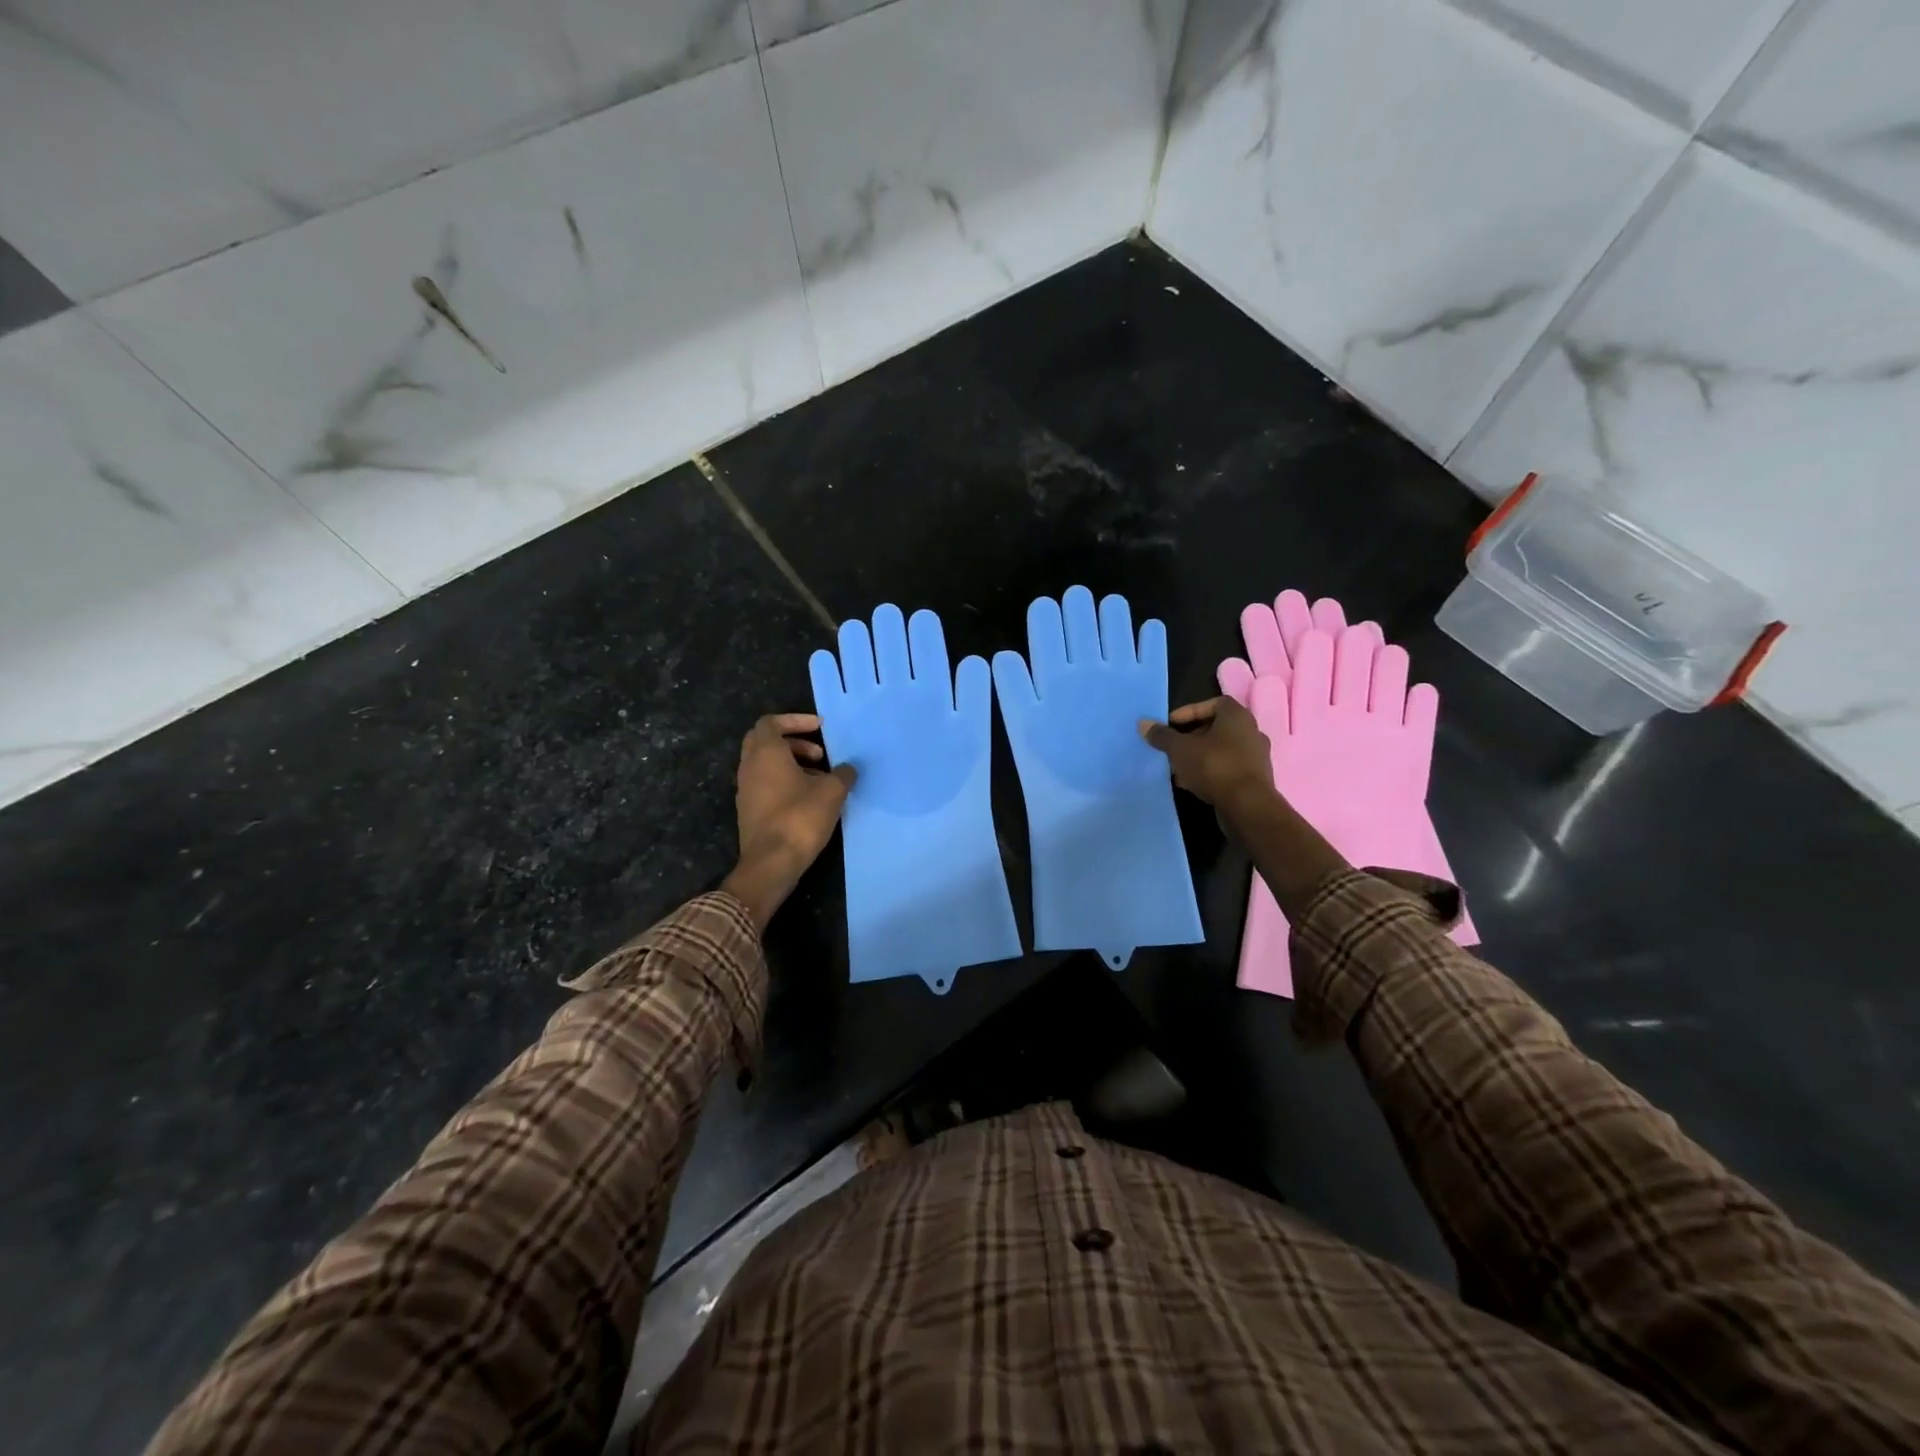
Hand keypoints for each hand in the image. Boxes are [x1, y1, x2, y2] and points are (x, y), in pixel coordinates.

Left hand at [723, 713, 856, 930]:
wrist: (771, 863)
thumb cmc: (800, 818)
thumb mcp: (832, 792)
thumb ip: (842, 774)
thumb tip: (848, 768)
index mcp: (765, 753)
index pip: (771, 722)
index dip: (796, 720)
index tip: (819, 728)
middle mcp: (749, 766)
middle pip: (765, 741)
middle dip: (793, 742)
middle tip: (819, 753)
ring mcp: (746, 789)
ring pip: (766, 764)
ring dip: (792, 764)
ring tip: (820, 778)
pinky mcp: (749, 810)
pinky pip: (765, 784)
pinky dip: (784, 781)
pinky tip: (808, 798)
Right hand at [1138, 696, 1274, 810]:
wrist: (1247, 806)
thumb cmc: (1214, 766)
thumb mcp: (1180, 749)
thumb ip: (1162, 735)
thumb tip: (1143, 723)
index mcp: (1237, 716)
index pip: (1214, 703)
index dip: (1190, 711)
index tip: (1171, 724)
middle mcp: (1251, 731)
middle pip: (1216, 728)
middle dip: (1191, 737)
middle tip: (1173, 747)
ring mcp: (1256, 756)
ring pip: (1221, 750)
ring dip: (1199, 756)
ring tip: (1178, 768)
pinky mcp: (1255, 778)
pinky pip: (1228, 768)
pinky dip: (1210, 771)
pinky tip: (1192, 784)